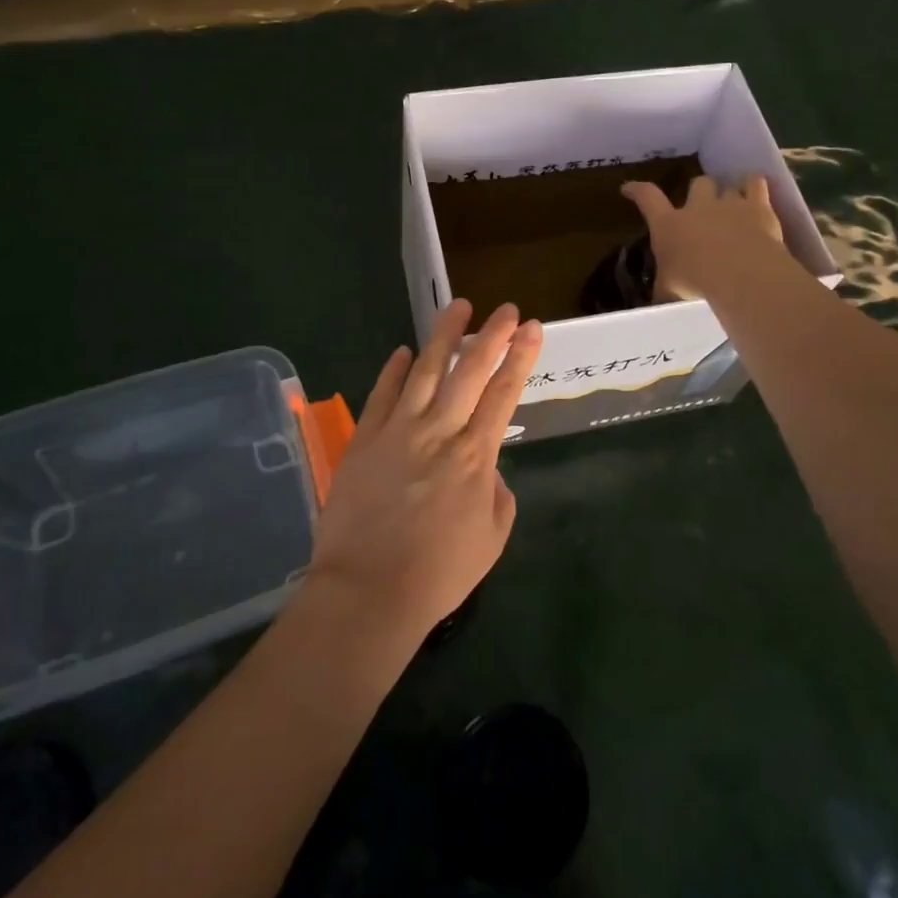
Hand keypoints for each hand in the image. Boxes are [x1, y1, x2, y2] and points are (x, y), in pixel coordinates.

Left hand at [308, 300, 542, 642]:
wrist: (368, 591)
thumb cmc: (438, 573)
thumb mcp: (491, 539)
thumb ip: (497, 493)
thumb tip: (487, 466)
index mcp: (475, 454)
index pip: (504, 392)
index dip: (521, 357)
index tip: (532, 328)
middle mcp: (439, 430)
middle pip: (470, 370)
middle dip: (492, 335)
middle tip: (506, 308)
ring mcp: (398, 430)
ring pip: (426, 370)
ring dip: (443, 336)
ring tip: (457, 306)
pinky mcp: (364, 439)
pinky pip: (381, 394)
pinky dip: (393, 370)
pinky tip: (403, 351)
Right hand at [621, 173, 787, 301]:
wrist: (741, 275)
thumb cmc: (696, 284)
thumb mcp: (669, 292)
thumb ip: (664, 289)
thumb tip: (658, 300)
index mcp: (669, 225)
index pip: (647, 198)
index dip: (637, 190)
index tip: (628, 188)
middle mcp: (698, 207)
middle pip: (698, 183)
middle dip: (700, 192)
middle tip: (703, 207)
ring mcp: (729, 204)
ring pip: (728, 186)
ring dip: (729, 195)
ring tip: (734, 206)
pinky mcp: (758, 207)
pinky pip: (756, 183)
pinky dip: (754, 185)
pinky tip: (756, 191)